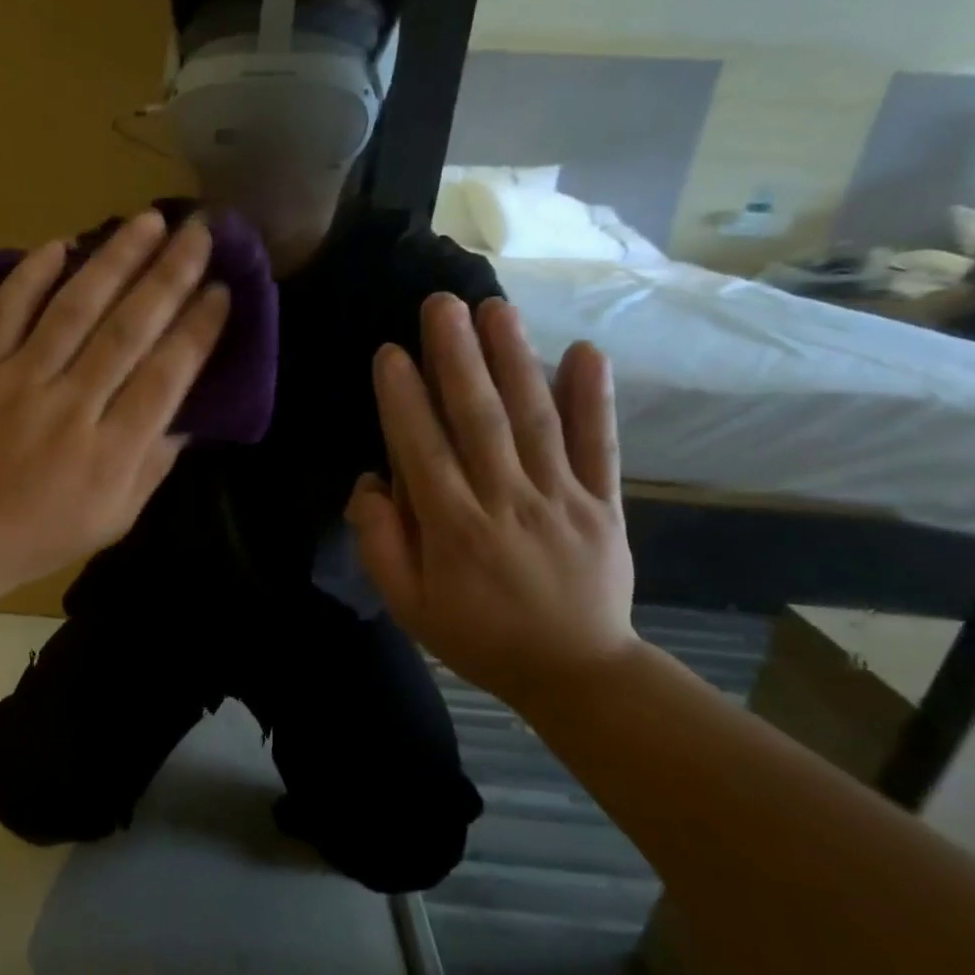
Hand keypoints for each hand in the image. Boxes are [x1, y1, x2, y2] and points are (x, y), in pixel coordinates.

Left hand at [0, 211, 230, 594]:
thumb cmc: (42, 535)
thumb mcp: (115, 519)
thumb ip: (154, 465)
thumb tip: (187, 414)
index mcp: (111, 452)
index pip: (167, 376)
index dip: (198, 329)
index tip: (222, 289)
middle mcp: (71, 408)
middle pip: (129, 330)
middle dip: (170, 276)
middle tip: (199, 232)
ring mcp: (18, 383)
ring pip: (74, 309)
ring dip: (115, 260)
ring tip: (148, 222)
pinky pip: (6, 312)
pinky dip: (31, 276)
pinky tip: (61, 244)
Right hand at [346, 294, 638, 703]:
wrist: (575, 671)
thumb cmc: (477, 635)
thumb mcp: (408, 604)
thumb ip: (382, 542)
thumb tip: (371, 482)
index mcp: (453, 529)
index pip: (422, 450)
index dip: (403, 398)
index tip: (390, 351)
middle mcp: (505, 501)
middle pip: (479, 419)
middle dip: (457, 356)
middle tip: (442, 303)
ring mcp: (560, 498)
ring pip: (534, 419)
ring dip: (514, 359)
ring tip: (495, 309)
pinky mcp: (603, 502)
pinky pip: (598, 445)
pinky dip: (594, 399)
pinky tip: (585, 352)